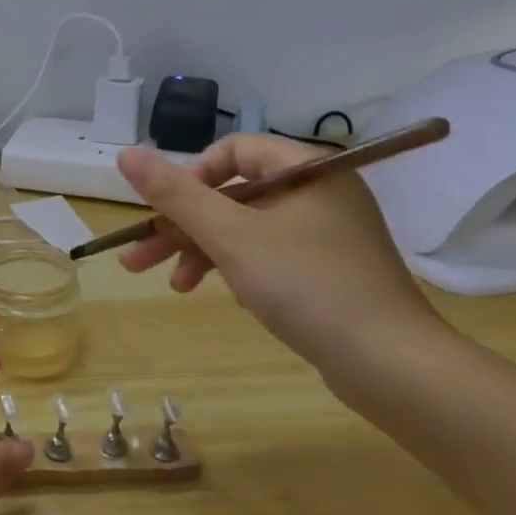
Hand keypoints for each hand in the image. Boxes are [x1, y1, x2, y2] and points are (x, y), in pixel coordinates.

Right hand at [115, 135, 442, 370]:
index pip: (235, 150)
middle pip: (234, 194)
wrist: (390, 364)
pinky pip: (269, 255)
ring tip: (174, 288)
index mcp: (307, 170)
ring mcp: (327, 234)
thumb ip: (175, 194)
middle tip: (139, 259)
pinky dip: (238, 269)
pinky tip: (224, 295)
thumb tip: (125, 154)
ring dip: (203, 252)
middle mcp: (320, 193)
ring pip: (246, 229)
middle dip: (183, 226)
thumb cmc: (306, 285)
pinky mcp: (329, 270)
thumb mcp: (230, 236)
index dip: (192, 176)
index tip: (165, 212)